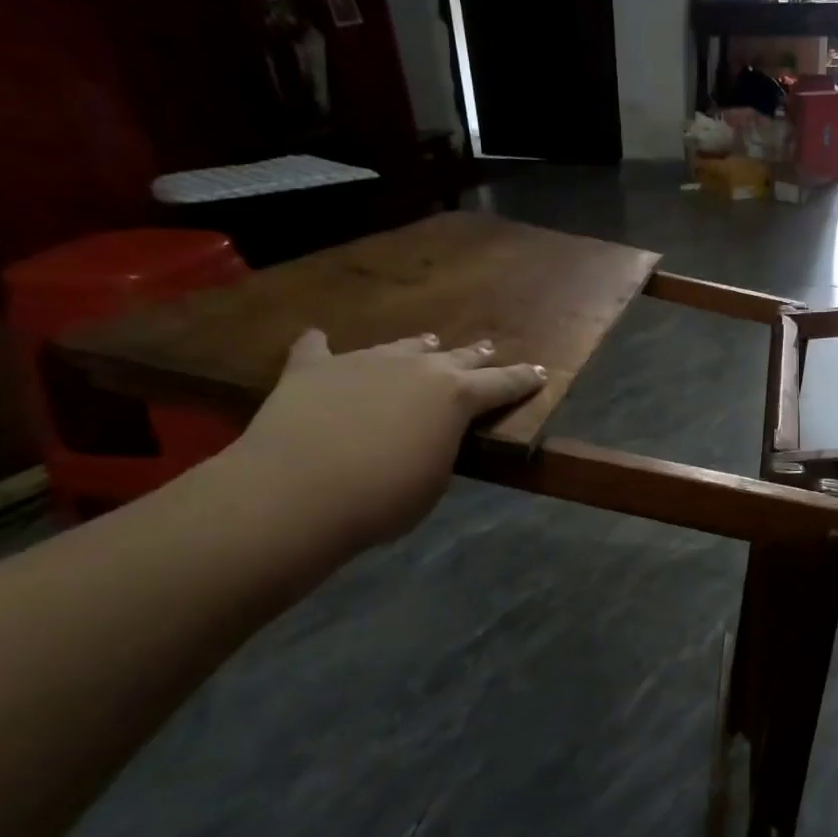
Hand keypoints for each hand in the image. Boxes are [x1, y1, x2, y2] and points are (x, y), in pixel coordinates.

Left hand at [221, 330, 546, 550]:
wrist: (297, 492)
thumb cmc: (383, 498)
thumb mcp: (434, 480)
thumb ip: (441, 447)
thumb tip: (430, 435)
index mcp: (455, 397)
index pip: (502, 384)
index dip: (523, 380)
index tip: (540, 372)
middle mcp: (416, 368)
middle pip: (456, 357)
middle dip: (476, 356)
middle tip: (488, 349)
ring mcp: (363, 362)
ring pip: (401, 347)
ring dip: (418, 347)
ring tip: (429, 342)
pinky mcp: (314, 368)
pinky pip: (318, 349)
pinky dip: (323, 347)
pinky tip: (319, 338)